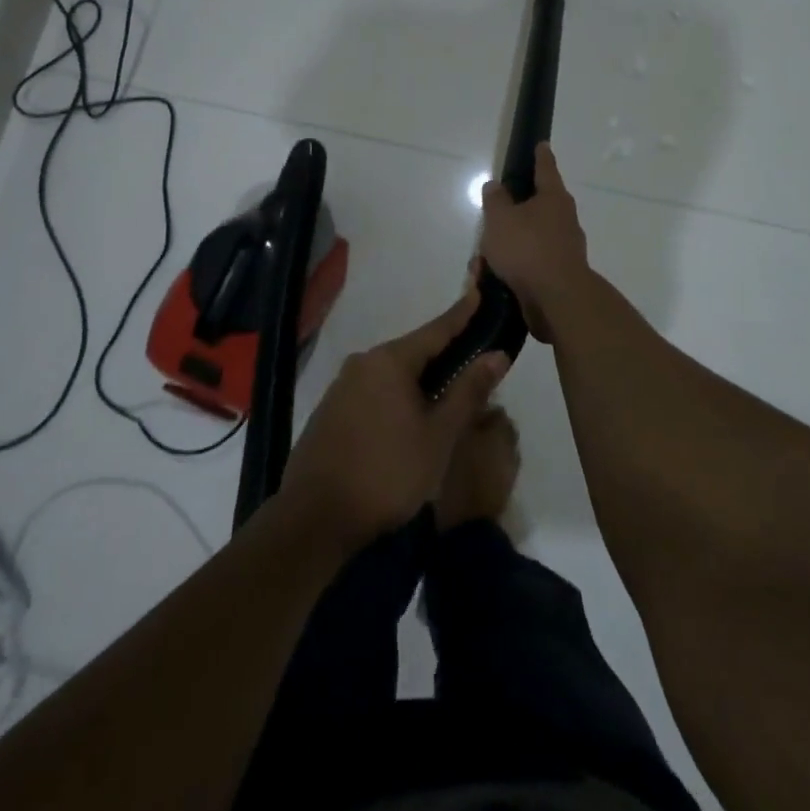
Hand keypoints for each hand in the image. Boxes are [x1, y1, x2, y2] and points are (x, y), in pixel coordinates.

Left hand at [277, 295, 508, 553]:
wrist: (313, 519)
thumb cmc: (386, 473)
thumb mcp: (438, 435)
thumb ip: (467, 391)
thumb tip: (496, 354)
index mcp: (390, 361)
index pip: (436, 329)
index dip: (462, 313)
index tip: (480, 291)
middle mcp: (363, 363)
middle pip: (413, 351)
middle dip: (444, 354)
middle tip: (475, 359)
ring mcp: (342, 387)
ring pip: (393, 373)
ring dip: (421, 380)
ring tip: (449, 393)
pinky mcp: (331, 411)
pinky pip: (375, 391)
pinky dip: (398, 396)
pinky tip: (411, 417)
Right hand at [479, 143, 591, 336]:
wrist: (557, 300)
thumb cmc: (527, 249)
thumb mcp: (500, 219)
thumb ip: (495, 200)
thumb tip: (496, 186)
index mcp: (554, 198)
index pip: (546, 168)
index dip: (540, 155)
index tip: (541, 144)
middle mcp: (564, 220)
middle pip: (537, 206)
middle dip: (513, 212)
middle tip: (493, 216)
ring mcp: (564, 248)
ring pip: (530, 238)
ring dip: (508, 246)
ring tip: (482, 259)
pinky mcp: (559, 274)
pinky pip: (530, 263)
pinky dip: (512, 267)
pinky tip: (492, 278)